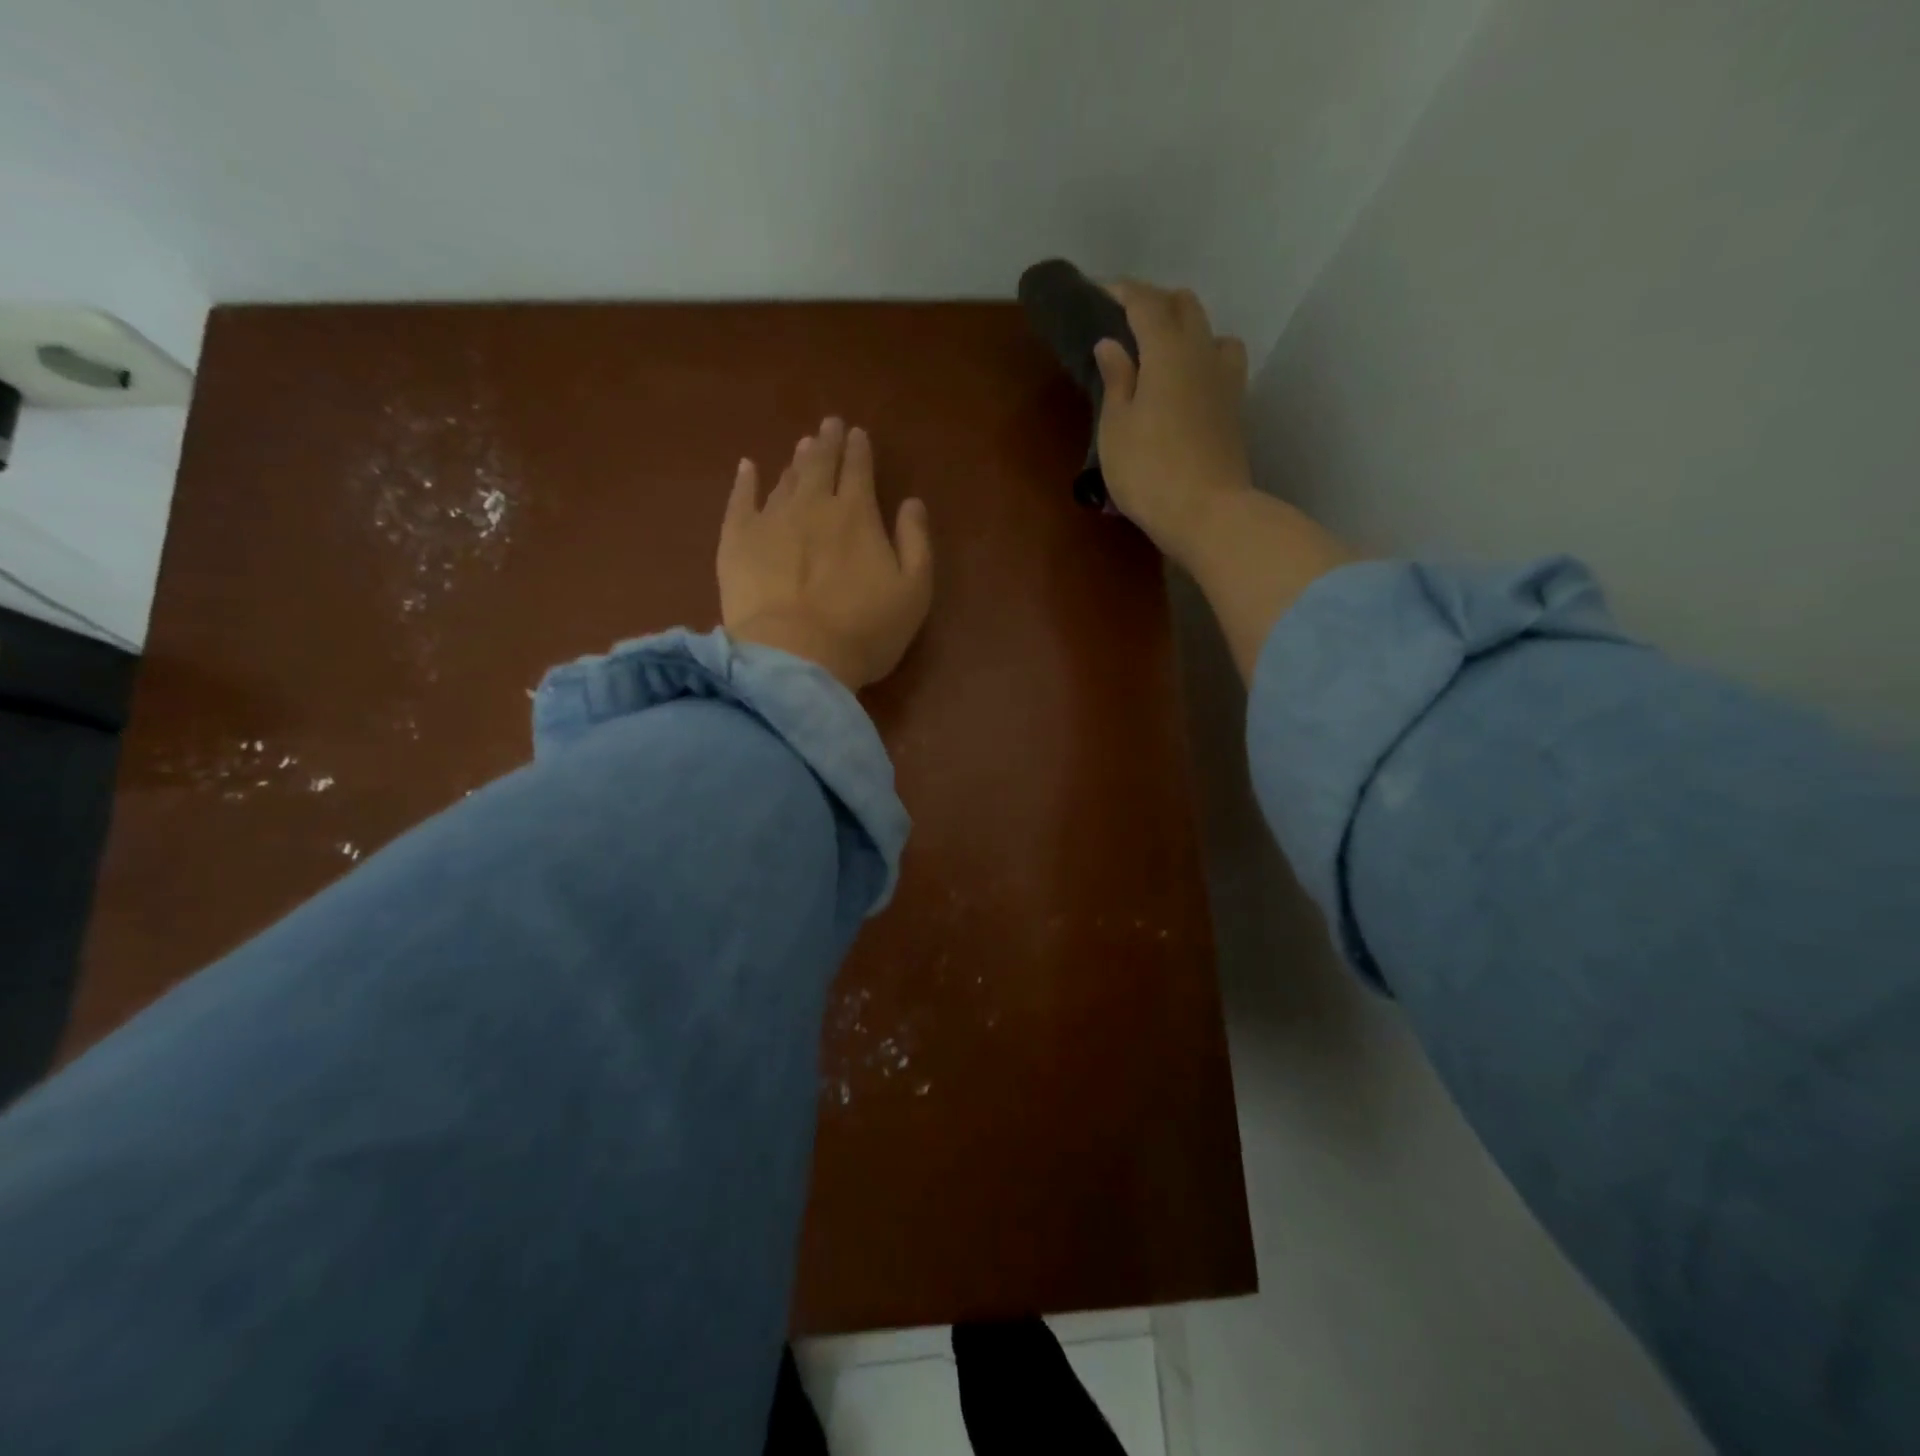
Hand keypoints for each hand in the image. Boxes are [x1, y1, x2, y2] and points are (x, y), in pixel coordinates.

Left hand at [718, 417, 933, 691]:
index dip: (859, 450)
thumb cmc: (864, 630)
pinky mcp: (737, 541)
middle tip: (829, 425)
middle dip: (827, 443)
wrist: (795, 656)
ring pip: (786, 479)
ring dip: (796, 460)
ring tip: (802, 446)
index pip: (859, 470)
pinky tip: (748, 468)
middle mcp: (813, 505)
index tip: (857, 434)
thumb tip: (911, 502)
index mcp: (857, 515)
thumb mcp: (913, 591)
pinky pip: (740, 500)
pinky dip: (745, 481)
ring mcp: (771, 520)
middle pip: (820, 465)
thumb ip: (916, 542)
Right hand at [1091, 280, 1253, 567]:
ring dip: (1185, 328)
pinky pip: (1222, 362)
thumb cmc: (1149, 471)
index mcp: (1168, 351)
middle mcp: (1202, 353)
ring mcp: (1225, 380)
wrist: (1208, 513)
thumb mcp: (1116, 428)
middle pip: (1184, 306)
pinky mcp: (1235, 408)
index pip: (1145, 303)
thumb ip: (1116, 380)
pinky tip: (1188, 381)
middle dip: (1154, 302)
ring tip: (1161, 350)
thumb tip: (1111, 344)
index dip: (1122, 292)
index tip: (1100, 291)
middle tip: (1125, 321)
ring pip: (1210, 331)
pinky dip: (1203, 357)